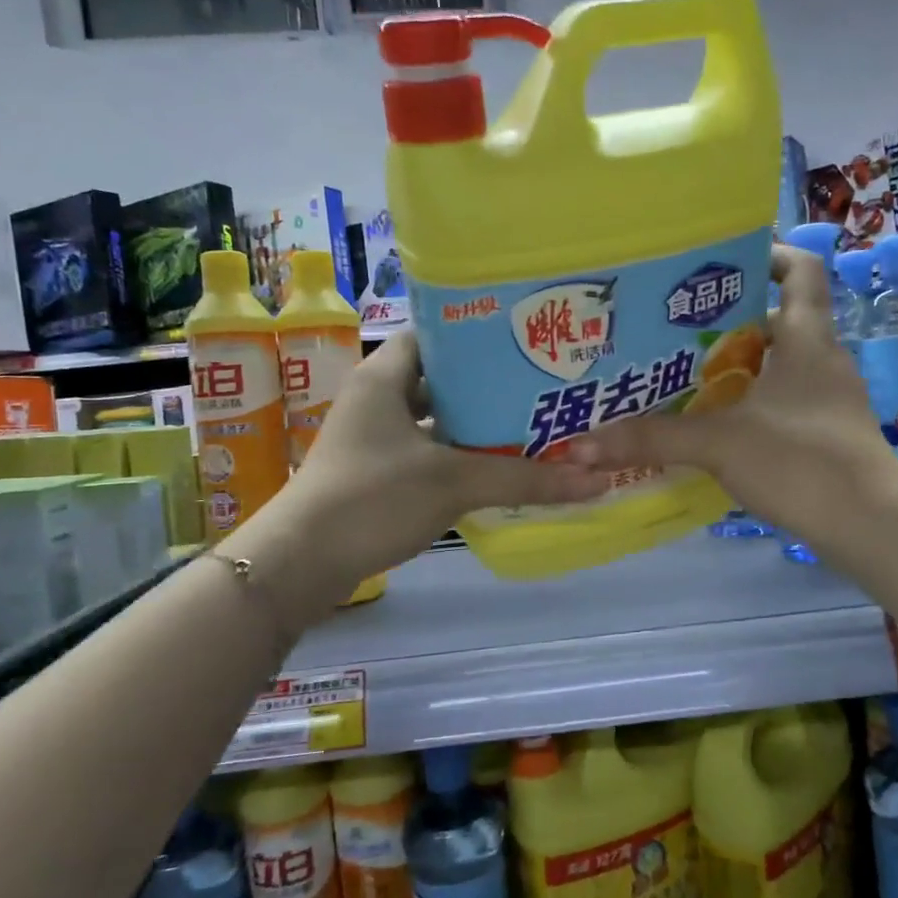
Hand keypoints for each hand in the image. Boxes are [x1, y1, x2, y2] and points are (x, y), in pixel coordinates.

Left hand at [258, 331, 606, 595]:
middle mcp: (376, 399)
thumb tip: (597, 480)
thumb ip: (525, 478)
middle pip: (441, 379)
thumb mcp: (454, 482)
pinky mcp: (375, 473)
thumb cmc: (373, 499)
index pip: (436, 334)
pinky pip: (427, 452)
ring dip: (475, 424)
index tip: (525, 342)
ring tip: (530, 423)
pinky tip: (496, 468)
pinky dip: (458, 456)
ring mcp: (374, 439)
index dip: (479, 335)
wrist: (301, 564)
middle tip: (540, 385)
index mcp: (384, 376)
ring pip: (435, 420)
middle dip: (488, 385)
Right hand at [569, 246, 897, 538]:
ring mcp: (830, 401)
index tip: (724, 259)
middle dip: (733, 320)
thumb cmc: (801, 461)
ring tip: (686, 376)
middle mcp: (823, 361)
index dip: (770, 254)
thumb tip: (584, 443)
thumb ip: (653, 438)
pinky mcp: (828, 436)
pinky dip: (751, 405)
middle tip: (679, 328)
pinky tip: (715, 427)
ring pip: (781, 366)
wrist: (868, 524)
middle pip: (781, 320)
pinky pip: (784, 404)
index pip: (801, 271)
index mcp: (808, 340)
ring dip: (740, 367)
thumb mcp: (719, 443)